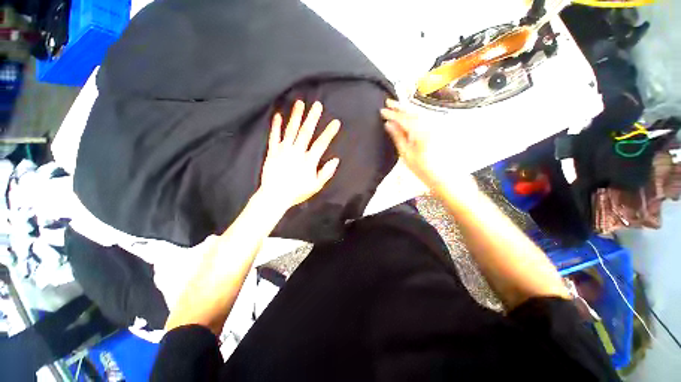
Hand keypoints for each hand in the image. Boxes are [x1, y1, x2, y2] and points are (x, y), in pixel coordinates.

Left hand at [259, 100, 340, 209]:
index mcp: (309, 160)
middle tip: (317, 105)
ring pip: (291, 131)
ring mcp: (283, 151)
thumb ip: (326, 172)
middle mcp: (297, 152)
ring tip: (299, 103)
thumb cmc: (297, 192)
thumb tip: (336, 160)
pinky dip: (276, 126)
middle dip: (312, 118)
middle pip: (306, 132)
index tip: (335, 122)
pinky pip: (274, 137)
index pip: (321, 144)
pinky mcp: (272, 152)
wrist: (275, 196)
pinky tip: (278, 116)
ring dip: (296, 117)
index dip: (329, 133)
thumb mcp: (316, 186)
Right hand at [380, 99, 476, 192]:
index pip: (403, 118)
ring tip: (396, 106)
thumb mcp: (406, 153)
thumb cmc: (422, 167)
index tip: (382, 111)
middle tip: (388, 101)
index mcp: (419, 131)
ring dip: (407, 108)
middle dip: (400, 106)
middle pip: (412, 111)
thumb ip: (397, 136)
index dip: (391, 114)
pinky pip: (423, 117)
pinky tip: (409, 114)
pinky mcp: (436, 129)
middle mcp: (429, 125)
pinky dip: (414, 113)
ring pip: (418, 112)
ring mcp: (434, 126)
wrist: (443, 174)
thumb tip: (388, 124)